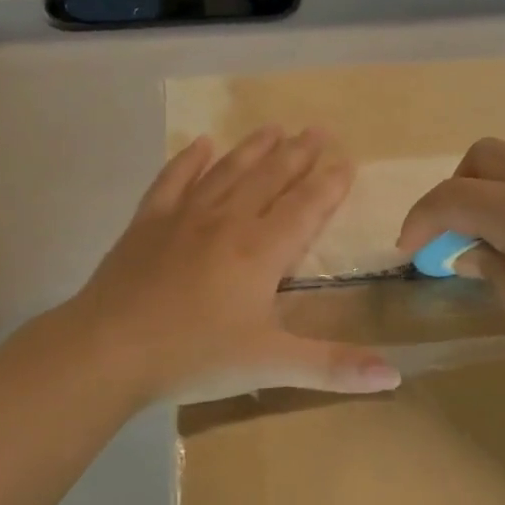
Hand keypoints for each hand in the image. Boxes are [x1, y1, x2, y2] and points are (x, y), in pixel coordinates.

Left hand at [64, 127, 400, 405]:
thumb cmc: (194, 355)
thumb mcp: (270, 366)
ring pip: (228, 171)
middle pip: (270, 178)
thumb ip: (334, 367)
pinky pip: (174, 180)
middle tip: (317, 130)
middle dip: (297, 154)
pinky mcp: (148, 222)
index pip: (305, 207)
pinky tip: (200, 143)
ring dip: (253, 148)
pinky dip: (189, 160)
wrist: (108, 349)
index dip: (329, 184)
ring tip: (274, 127)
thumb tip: (396, 376)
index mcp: (261, 251)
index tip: (347, 160)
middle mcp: (228, 221)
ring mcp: (184, 216)